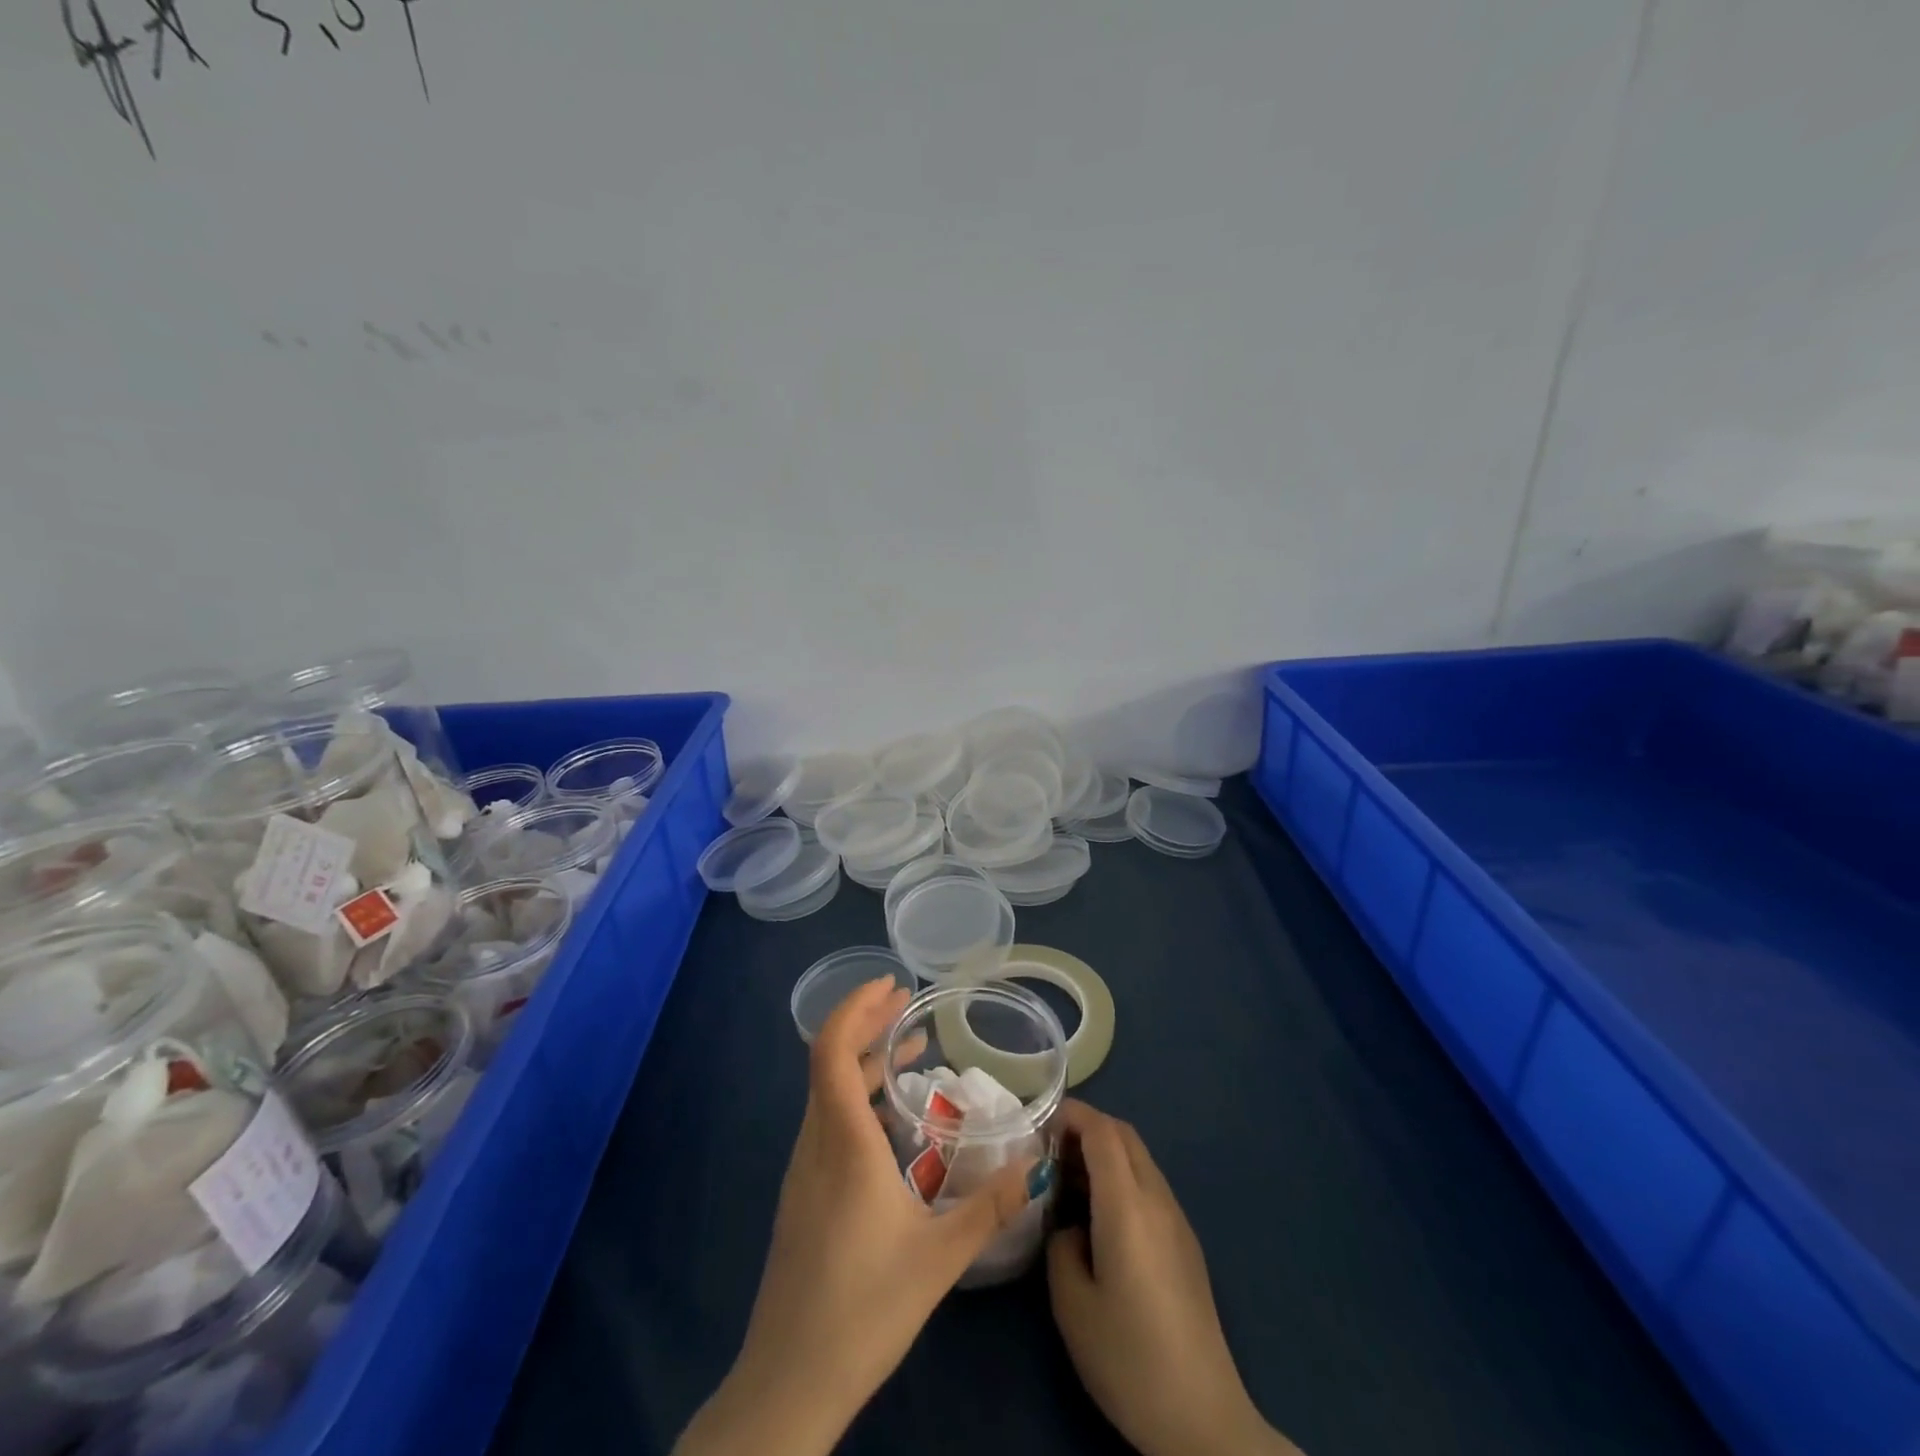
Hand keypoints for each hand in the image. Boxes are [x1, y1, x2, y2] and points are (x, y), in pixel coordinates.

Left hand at [675, 979, 1048, 1455]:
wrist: (789, 1382)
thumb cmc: (864, 1309)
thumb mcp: (940, 1257)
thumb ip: (991, 1206)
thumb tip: (1039, 1164)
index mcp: (843, 1144)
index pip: (830, 1051)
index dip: (855, 1008)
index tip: (891, 987)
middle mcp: (815, 1144)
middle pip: (829, 1062)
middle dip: (867, 1025)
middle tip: (909, 1008)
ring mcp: (803, 1171)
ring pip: (827, 1092)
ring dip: (863, 1062)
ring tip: (910, 1051)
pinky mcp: (802, 1195)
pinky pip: (827, 1123)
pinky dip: (857, 1097)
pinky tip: (892, 1121)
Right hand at [1047, 1100, 1302, 1455]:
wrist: (1202, 1417)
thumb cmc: (1129, 1358)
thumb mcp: (1072, 1304)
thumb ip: (1061, 1245)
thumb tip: (1071, 1226)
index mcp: (1128, 1205)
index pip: (1101, 1131)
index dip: (1070, 1115)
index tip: (1040, 1123)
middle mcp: (1157, 1199)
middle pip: (1124, 1136)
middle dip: (1086, 1127)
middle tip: (1049, 1149)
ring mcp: (1177, 1220)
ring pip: (1139, 1159)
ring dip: (1105, 1153)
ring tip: (1068, 1180)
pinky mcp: (1186, 1243)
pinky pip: (1149, 1185)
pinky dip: (1121, 1177)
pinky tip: (1099, 1215)